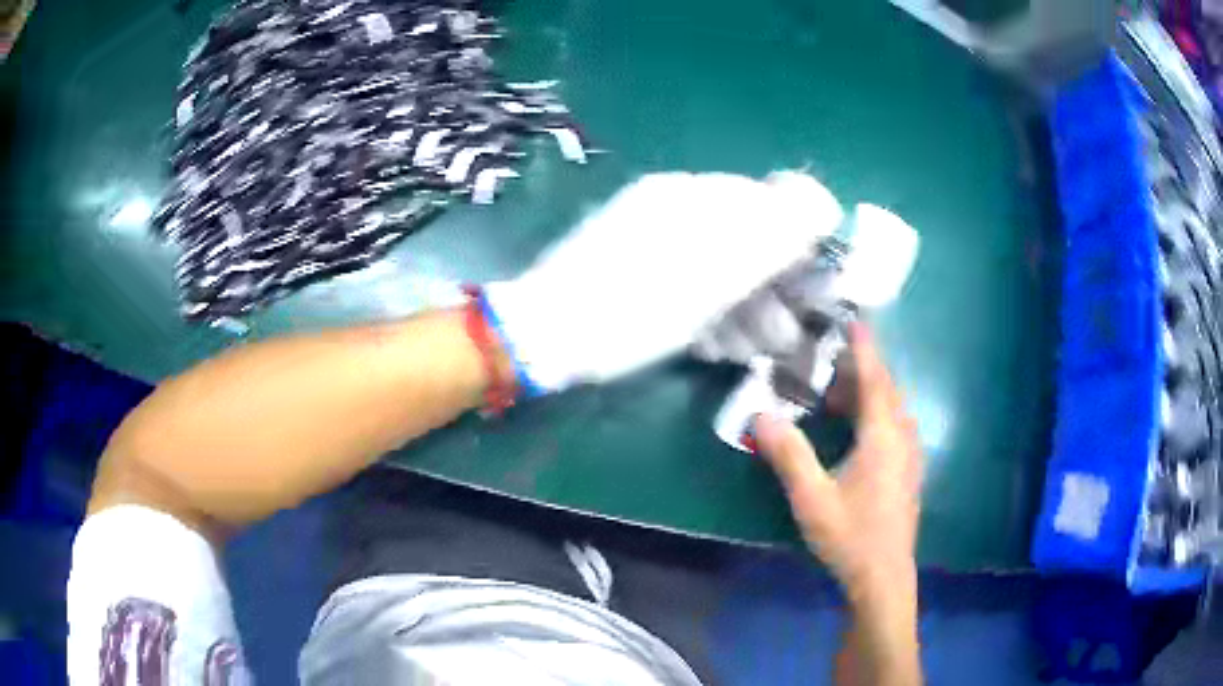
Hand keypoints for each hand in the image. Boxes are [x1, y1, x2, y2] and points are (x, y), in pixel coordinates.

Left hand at [484, 171, 843, 393]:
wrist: (546, 336)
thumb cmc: (635, 308)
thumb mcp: (715, 273)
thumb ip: (774, 234)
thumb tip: (823, 203)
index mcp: (694, 196)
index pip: (771, 201)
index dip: (801, 243)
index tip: (814, 287)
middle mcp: (675, 206)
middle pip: (746, 236)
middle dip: (773, 287)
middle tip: (787, 333)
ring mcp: (652, 237)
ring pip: (720, 263)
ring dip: (746, 306)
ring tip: (755, 349)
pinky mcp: (636, 269)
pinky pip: (690, 279)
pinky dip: (711, 310)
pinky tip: (717, 343)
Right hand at [755, 323, 921, 607]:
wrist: (883, 576)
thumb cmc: (850, 536)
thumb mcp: (812, 497)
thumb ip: (788, 454)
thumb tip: (761, 414)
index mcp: (883, 437)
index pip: (875, 378)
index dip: (864, 347)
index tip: (854, 320)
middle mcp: (903, 437)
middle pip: (886, 389)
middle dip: (862, 368)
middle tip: (832, 356)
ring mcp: (909, 455)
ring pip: (892, 408)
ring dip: (868, 392)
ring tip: (836, 390)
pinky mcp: (907, 470)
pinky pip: (894, 425)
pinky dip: (874, 412)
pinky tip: (854, 427)